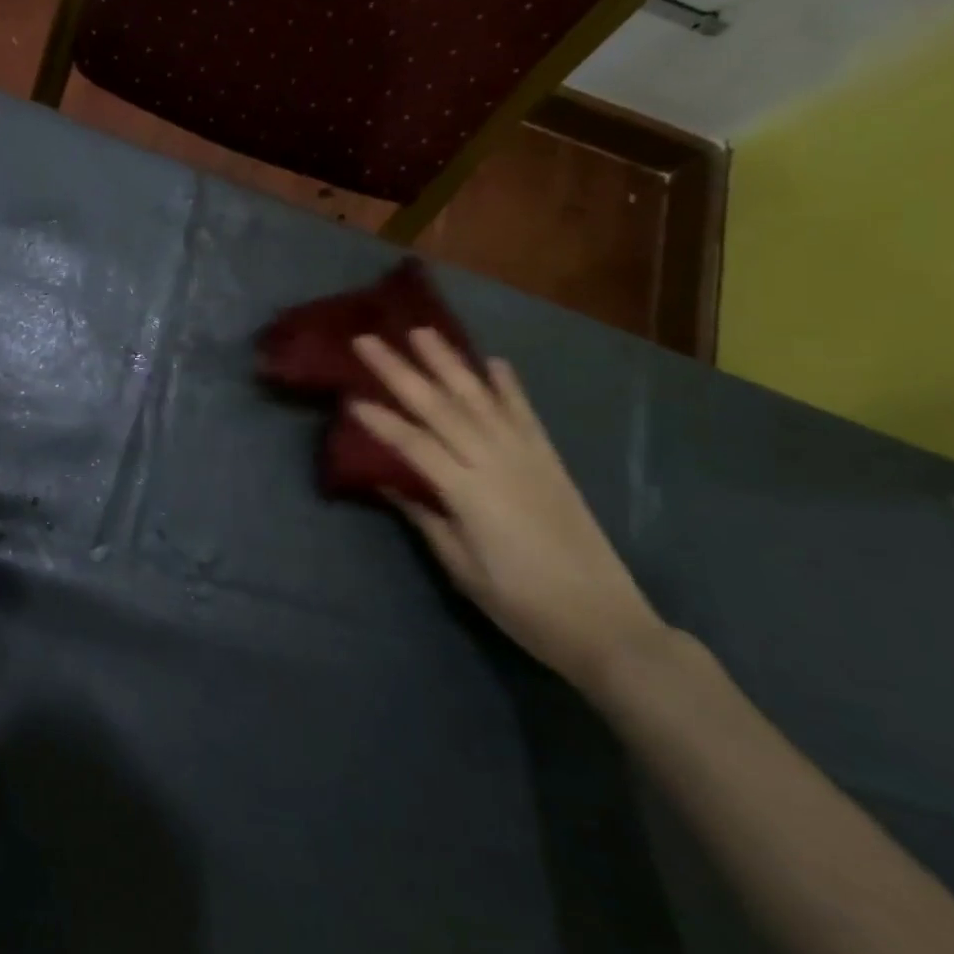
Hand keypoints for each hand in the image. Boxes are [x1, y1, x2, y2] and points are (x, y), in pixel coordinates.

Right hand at [350, 329, 665, 689]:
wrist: (604, 621)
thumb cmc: (521, 604)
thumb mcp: (461, 566)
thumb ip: (425, 516)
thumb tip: (388, 480)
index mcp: (469, 492)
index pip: (414, 444)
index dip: (380, 421)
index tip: (349, 397)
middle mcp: (496, 461)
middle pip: (440, 407)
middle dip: (400, 371)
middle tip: (367, 340)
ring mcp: (526, 455)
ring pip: (479, 398)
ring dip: (448, 362)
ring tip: (422, 332)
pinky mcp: (549, 460)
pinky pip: (524, 413)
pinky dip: (508, 385)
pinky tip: (493, 362)